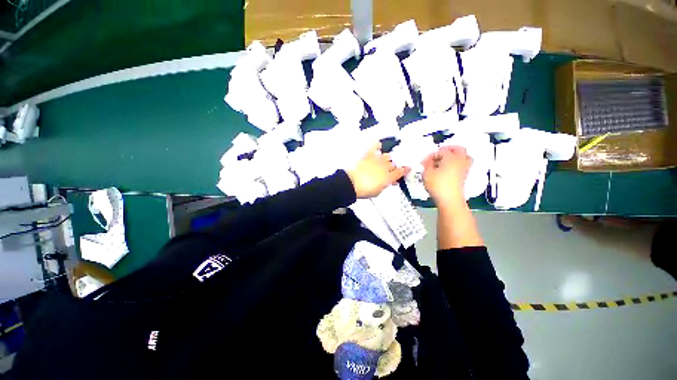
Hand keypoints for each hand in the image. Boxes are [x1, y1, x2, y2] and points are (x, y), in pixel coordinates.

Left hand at [347, 143, 408, 198]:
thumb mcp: (378, 192)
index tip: (407, 169)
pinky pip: (375, 147)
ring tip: (384, 162)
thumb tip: (389, 182)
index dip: (405, 170)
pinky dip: (377, 145)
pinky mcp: (368, 155)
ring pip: (387, 156)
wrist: (352, 183)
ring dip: (387, 159)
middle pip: (393, 164)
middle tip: (389, 170)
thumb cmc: (364, 190)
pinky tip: (378, 146)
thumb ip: (385, 185)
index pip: (401, 172)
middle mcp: (385, 167)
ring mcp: (377, 160)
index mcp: (389, 177)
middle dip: (393, 167)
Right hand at [422, 146, 471, 207]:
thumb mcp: (426, 173)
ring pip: (465, 157)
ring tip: (448, 159)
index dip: (433, 154)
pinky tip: (449, 169)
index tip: (426, 160)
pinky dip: (458, 164)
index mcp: (451, 158)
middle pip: (459, 149)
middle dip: (450, 149)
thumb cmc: (437, 185)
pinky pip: (464, 165)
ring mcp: (464, 169)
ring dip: (457, 156)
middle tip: (441, 152)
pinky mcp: (464, 177)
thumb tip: (428, 160)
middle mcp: (460, 161)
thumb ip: (427, 164)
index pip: (442, 151)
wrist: (449, 199)